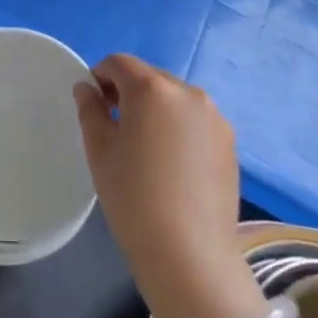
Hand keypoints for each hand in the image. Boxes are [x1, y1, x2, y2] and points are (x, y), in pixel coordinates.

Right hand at [74, 55, 261, 317]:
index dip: (100, 76)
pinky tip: (172, 164)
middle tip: (116, 128)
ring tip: (147, 149)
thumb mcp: (99, 150)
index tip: (94, 105)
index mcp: (151, 89)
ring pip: (174, 99)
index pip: (119, 63)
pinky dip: (179, 128)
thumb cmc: (133, 197)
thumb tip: (87, 87)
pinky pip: (195, 120)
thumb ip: (90, 109)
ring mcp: (214, 117)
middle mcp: (187, 92)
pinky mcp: (230, 141)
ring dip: (156, 110)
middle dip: (129, 92)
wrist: (188, 254)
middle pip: (149, 78)